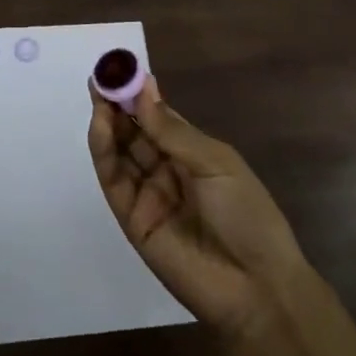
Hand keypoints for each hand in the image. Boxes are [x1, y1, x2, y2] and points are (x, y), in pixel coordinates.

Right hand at [89, 77, 307, 340]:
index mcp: (192, 154)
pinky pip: (114, 180)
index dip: (139, 94)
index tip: (120, 68)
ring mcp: (147, 195)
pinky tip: (101, 124)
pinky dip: (104, 151)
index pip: (157, 116)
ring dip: (106, 122)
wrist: (256, 288)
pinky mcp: (132, 219)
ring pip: (119, 152)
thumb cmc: (247, 215)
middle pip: (133, 132)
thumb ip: (172, 130)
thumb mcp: (215, 163)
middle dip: (116, 104)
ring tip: (98, 94)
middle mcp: (166, 170)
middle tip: (101, 76)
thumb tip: (143, 87)